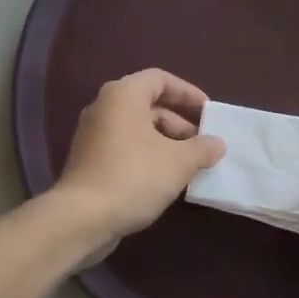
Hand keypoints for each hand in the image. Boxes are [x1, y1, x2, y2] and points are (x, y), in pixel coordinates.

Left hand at [54, 69, 225, 242]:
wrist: (82, 218)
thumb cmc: (134, 177)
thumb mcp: (179, 162)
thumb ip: (202, 148)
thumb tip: (217, 144)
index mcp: (123, 95)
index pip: (160, 79)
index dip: (188, 93)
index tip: (208, 113)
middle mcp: (104, 108)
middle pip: (149, 106)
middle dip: (179, 124)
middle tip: (202, 147)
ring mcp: (92, 135)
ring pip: (137, 130)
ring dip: (166, 144)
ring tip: (189, 167)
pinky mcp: (89, 161)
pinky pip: (125, 148)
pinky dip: (147, 157)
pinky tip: (164, 181)